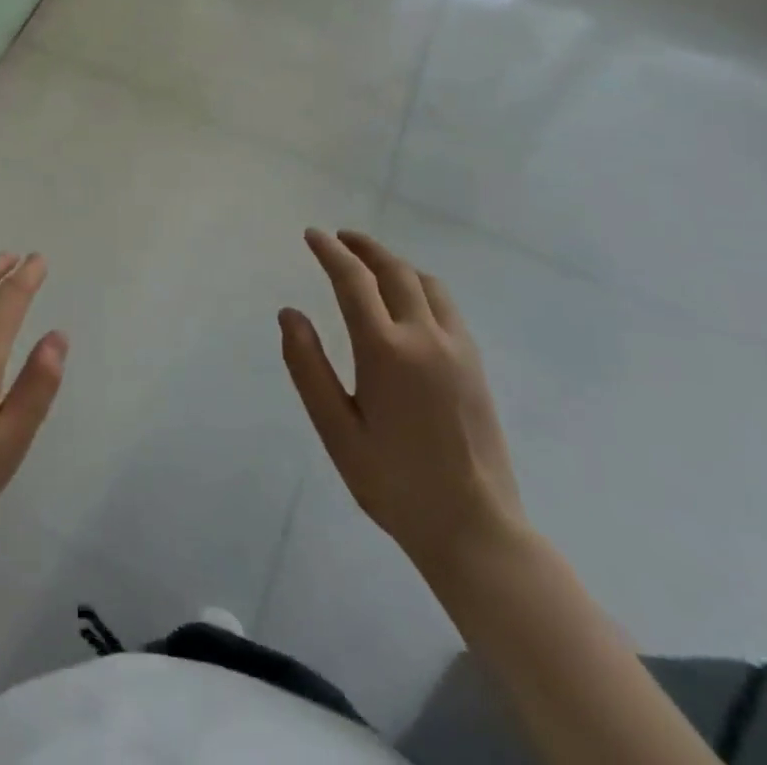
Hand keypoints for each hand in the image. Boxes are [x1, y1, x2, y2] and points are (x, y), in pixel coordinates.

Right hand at [280, 229, 525, 578]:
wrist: (476, 530)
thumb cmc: (394, 483)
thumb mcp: (336, 430)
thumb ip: (308, 367)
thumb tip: (290, 314)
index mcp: (386, 351)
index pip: (353, 281)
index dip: (330, 252)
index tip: (312, 235)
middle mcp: (425, 338)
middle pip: (394, 271)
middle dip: (364, 248)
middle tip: (339, 238)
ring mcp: (458, 349)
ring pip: (426, 283)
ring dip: (395, 263)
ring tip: (371, 263)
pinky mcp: (476, 365)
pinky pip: (446, 305)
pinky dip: (420, 285)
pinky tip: (409, 300)